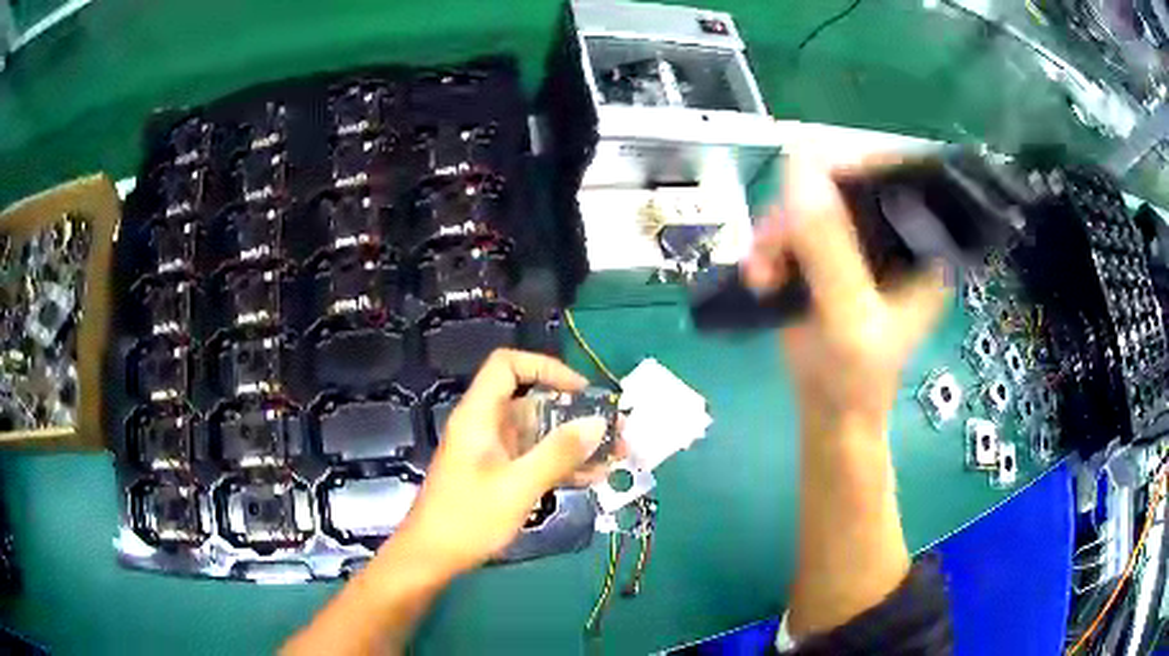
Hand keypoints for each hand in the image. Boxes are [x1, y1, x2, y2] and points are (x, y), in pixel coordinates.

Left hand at [392, 348, 608, 575]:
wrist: (433, 558)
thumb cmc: (468, 518)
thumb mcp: (518, 486)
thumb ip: (558, 453)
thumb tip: (598, 422)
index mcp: (480, 416)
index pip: (508, 366)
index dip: (545, 368)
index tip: (581, 392)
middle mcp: (488, 426)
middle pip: (534, 402)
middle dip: (577, 414)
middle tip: (618, 430)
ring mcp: (495, 452)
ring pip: (541, 434)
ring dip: (577, 443)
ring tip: (617, 456)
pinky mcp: (501, 475)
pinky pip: (536, 459)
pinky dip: (563, 464)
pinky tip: (595, 477)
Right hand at [745, 157, 947, 423]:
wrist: (830, 410)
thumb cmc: (856, 376)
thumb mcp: (849, 317)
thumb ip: (830, 248)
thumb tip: (799, 164)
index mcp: (923, 243)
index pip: (894, 174)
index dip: (850, 167)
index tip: (805, 188)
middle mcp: (894, 232)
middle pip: (844, 182)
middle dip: (800, 211)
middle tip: (773, 246)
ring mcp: (859, 240)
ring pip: (809, 201)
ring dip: (776, 233)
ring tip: (762, 273)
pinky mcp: (827, 252)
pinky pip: (792, 225)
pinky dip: (769, 245)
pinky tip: (761, 275)